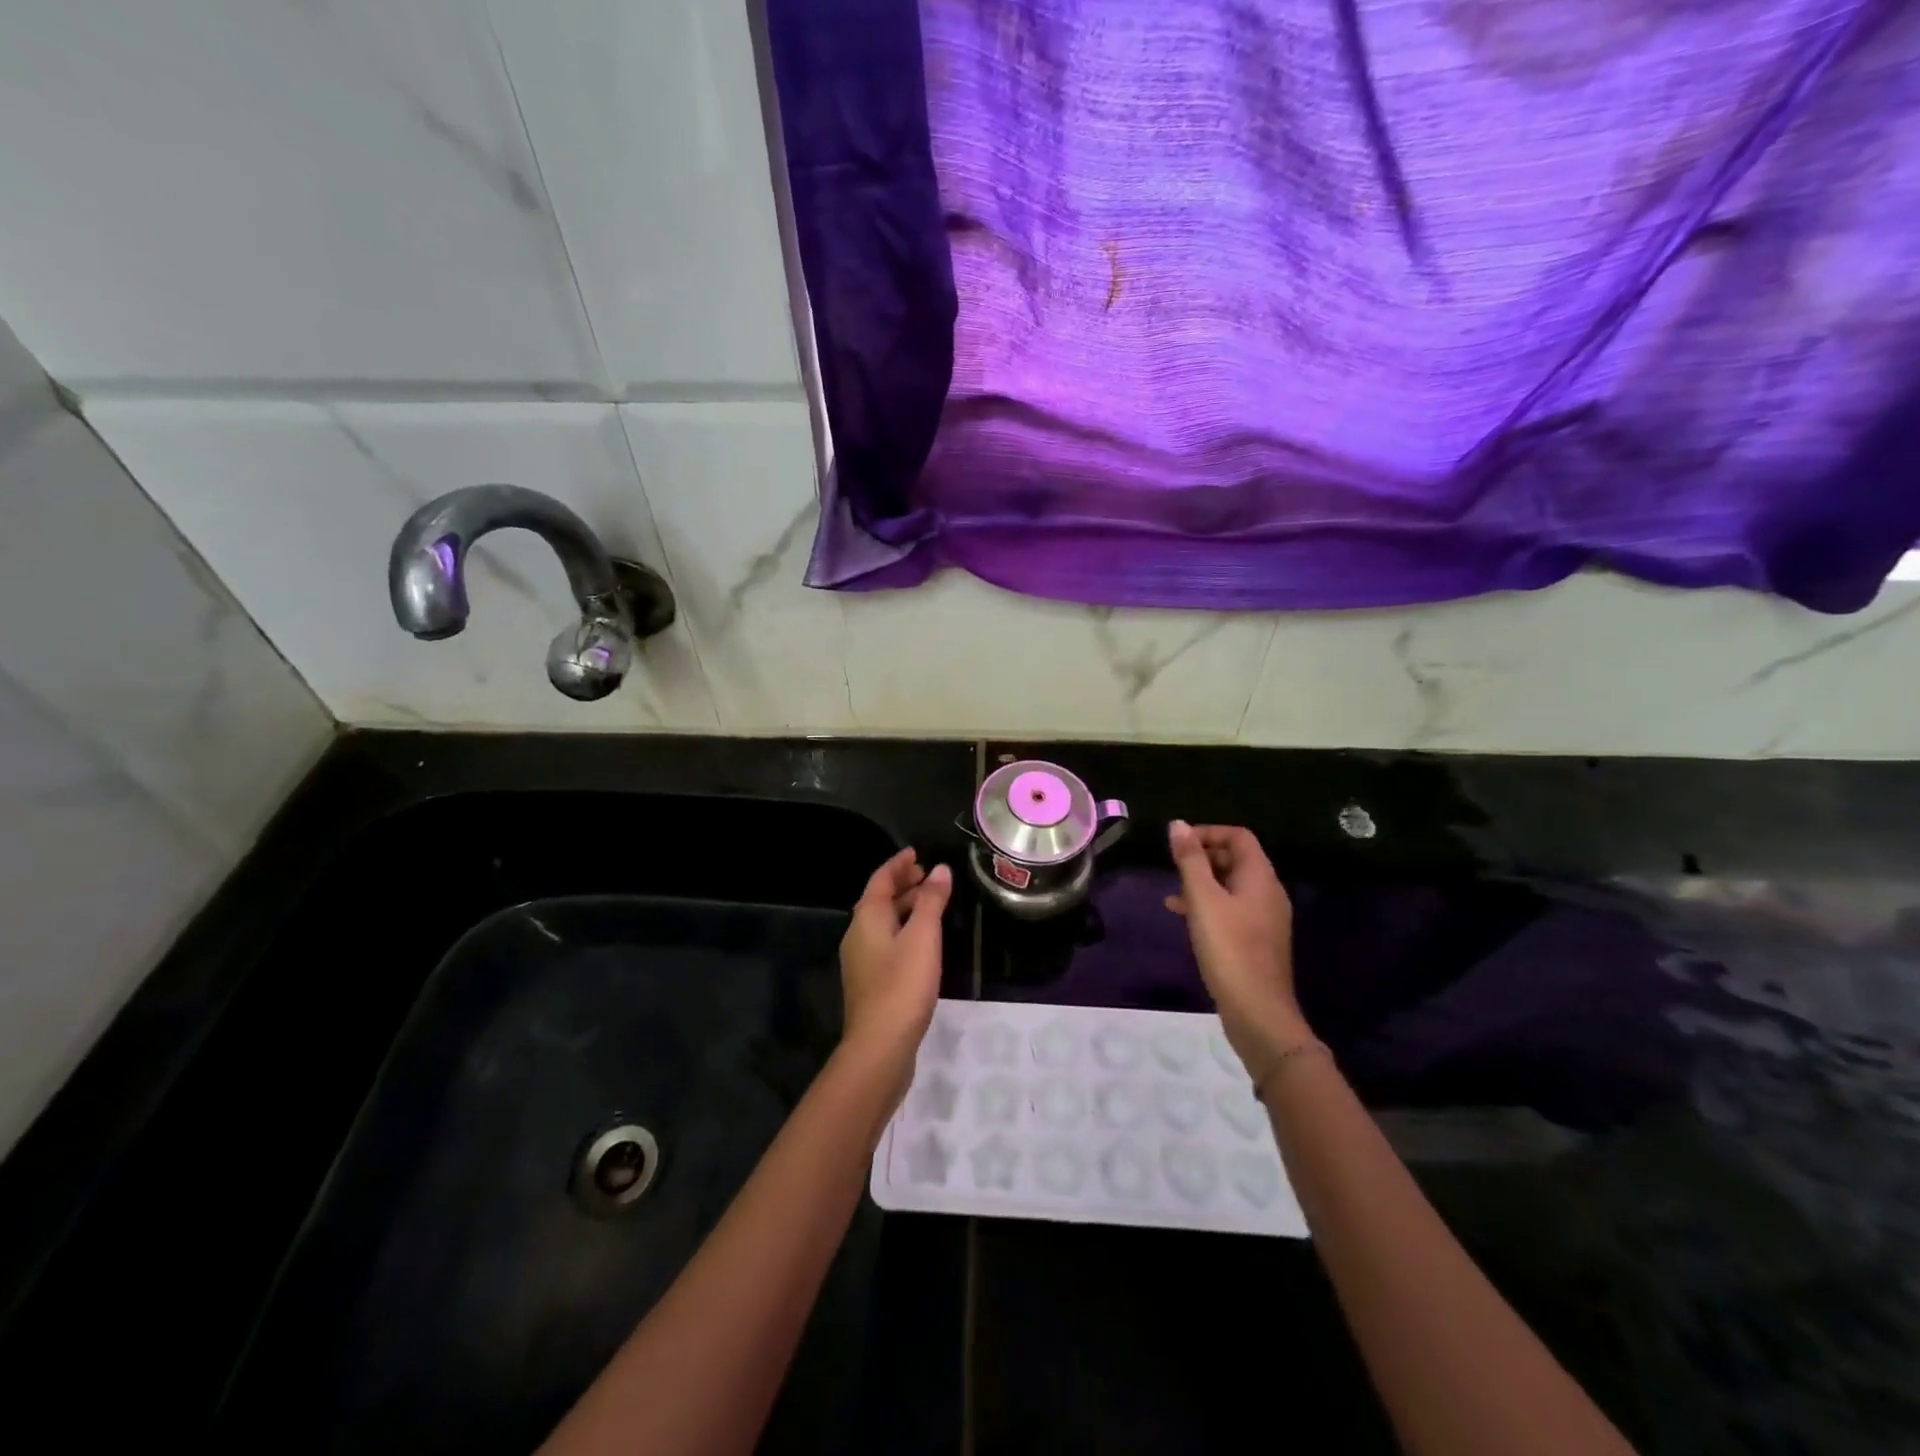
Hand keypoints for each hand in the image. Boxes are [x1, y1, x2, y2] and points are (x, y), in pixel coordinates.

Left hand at [839, 848, 951, 1078]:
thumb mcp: (923, 937)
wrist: (880, 1046)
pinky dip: (904, 929)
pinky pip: (886, 942)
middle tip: (927, 875)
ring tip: (931, 903)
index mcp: (866, 918)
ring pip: (883, 922)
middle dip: (902, 884)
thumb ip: (932, 901)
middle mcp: (858, 935)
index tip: (916, 853)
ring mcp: (862, 960)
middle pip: (879, 900)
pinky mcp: (871, 982)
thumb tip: (941, 869)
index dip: (898, 864)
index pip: (880, 879)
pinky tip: (922, 941)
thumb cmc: (902, 985)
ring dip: (904, 907)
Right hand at [1165, 821, 1309, 1070]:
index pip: (1239, 836)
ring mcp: (1264, 918)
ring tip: (1173, 890)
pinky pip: (1231, 908)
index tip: (1178, 843)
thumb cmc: (1229, 948)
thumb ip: (1190, 860)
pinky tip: (1183, 915)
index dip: (1208, 832)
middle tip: (1174, 866)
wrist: (1258, 1011)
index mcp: (1260, 877)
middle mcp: (1268, 892)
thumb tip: (1177, 824)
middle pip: (1236, 859)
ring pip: (1231, 885)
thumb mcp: (1203, 899)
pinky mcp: (1256, 940)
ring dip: (1203, 881)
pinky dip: (1208, 904)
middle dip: (1203, 856)